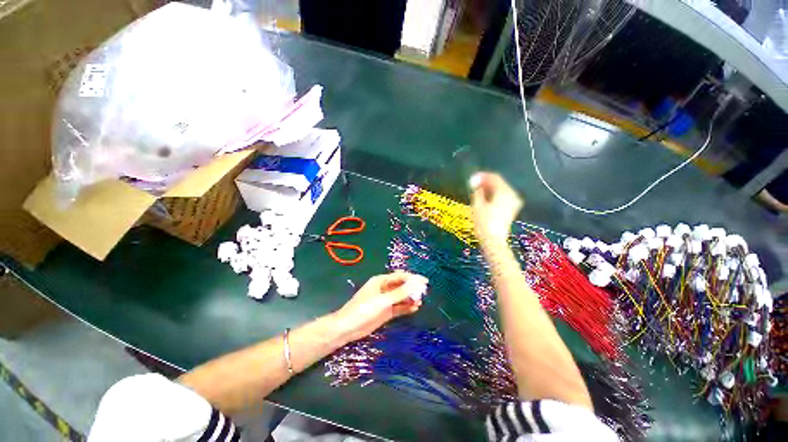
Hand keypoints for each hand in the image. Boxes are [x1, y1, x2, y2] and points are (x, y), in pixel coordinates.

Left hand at [333, 272, 427, 342]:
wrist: (348, 328)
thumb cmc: (363, 310)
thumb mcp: (383, 300)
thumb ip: (400, 293)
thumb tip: (415, 284)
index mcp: (381, 281)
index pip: (400, 276)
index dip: (412, 278)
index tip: (424, 282)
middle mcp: (384, 288)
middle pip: (401, 286)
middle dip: (412, 288)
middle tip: (424, 292)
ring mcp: (385, 300)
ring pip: (401, 297)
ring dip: (410, 298)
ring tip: (420, 301)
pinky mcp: (386, 311)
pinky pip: (399, 307)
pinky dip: (406, 307)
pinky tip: (415, 308)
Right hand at [470, 172, 523, 243]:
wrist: (493, 240)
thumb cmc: (484, 222)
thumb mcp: (477, 205)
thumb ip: (477, 190)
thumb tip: (475, 181)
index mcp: (504, 192)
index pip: (494, 178)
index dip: (482, 176)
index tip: (472, 177)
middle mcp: (512, 195)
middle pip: (498, 183)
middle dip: (486, 182)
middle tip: (473, 183)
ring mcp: (513, 202)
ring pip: (500, 190)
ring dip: (489, 188)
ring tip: (477, 191)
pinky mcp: (511, 209)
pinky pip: (502, 197)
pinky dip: (493, 195)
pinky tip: (484, 198)